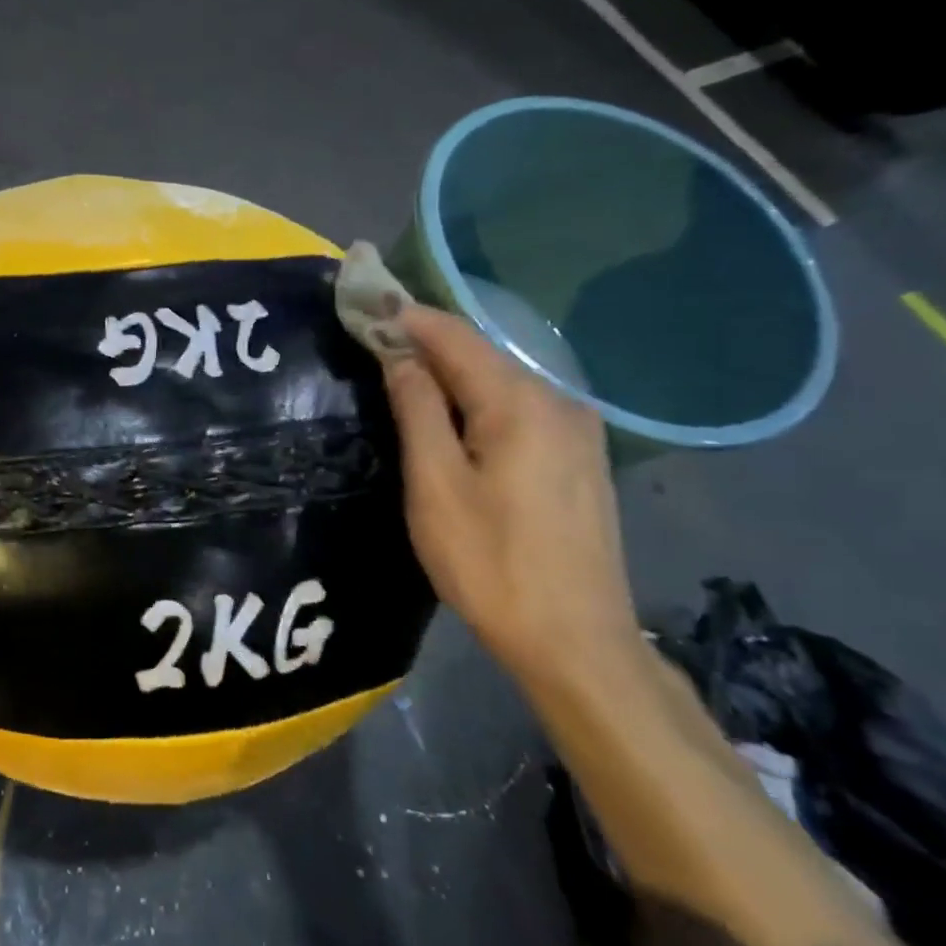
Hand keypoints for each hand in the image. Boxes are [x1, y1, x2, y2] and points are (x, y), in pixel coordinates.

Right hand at [382, 304, 640, 682]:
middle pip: (482, 355)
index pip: (454, 337)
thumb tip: (400, 356)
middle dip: (427, 342)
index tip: (366, 304)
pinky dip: (479, 398)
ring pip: (502, 381)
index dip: (407, 317)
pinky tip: (455, 413)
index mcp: (519, 403)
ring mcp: (577, 431)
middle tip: (375, 337)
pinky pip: (520, 408)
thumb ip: (418, 409)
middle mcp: (557, 402)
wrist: (575, 640)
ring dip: (452, 371)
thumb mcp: (435, 484)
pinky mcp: (580, 459)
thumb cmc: (490, 561)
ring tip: (404, 371)